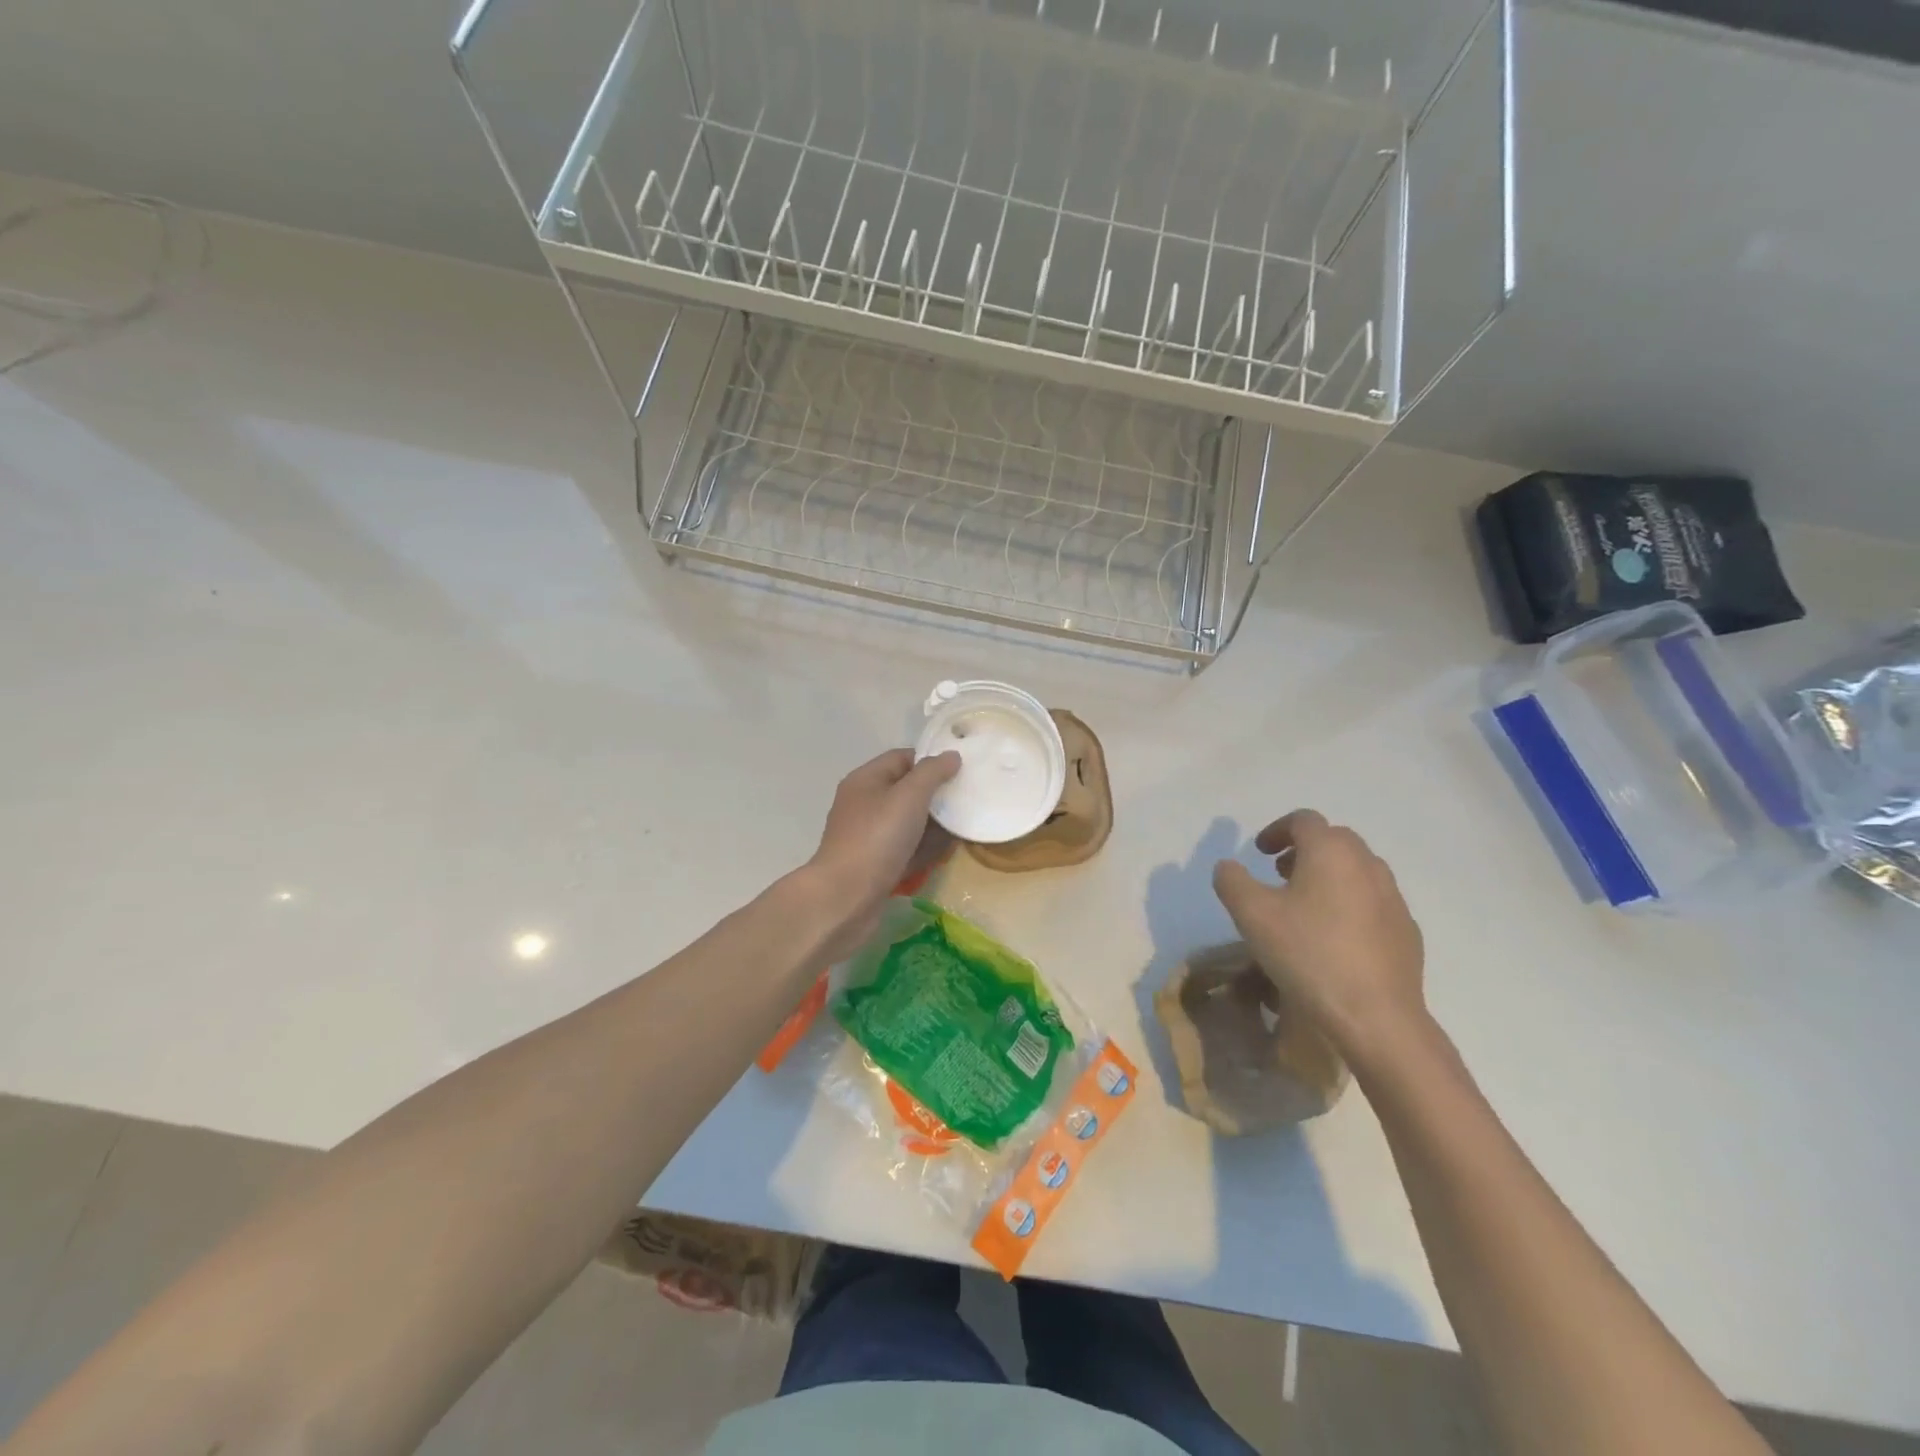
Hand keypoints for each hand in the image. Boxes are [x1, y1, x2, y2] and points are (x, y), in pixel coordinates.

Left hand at [805, 748, 959, 959]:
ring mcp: (868, 836)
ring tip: (964, 827)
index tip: (961, 771)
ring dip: (933, 825)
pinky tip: (944, 853)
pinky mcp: (875, 864)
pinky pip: (905, 848)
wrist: (845, 898)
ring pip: (908, 822)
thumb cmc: (877, 838)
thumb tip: (951, 756)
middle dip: (936, 795)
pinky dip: (924, 849)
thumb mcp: (909, 796)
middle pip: (906, 791)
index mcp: (866, 780)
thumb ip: (932, 772)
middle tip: (968, 800)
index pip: (902, 758)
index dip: (931, 760)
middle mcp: (864, 804)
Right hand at [1212, 811, 1426, 1064]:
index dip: (1277, 830)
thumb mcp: (1251, 915)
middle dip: (1304, 850)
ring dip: (1328, 875)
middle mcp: (1367, 865)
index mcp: (1331, 852)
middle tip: (1279, 874)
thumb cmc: (1308, 954)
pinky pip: (1373, 902)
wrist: (1376, 1017)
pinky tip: (1334, 938)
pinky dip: (1350, 903)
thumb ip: (1232, 881)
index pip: (1304, 820)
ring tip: (1304, 906)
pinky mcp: (1406, 931)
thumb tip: (1228, 867)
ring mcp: (1393, 898)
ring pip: (1357, 870)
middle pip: (1335, 840)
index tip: (1260, 852)